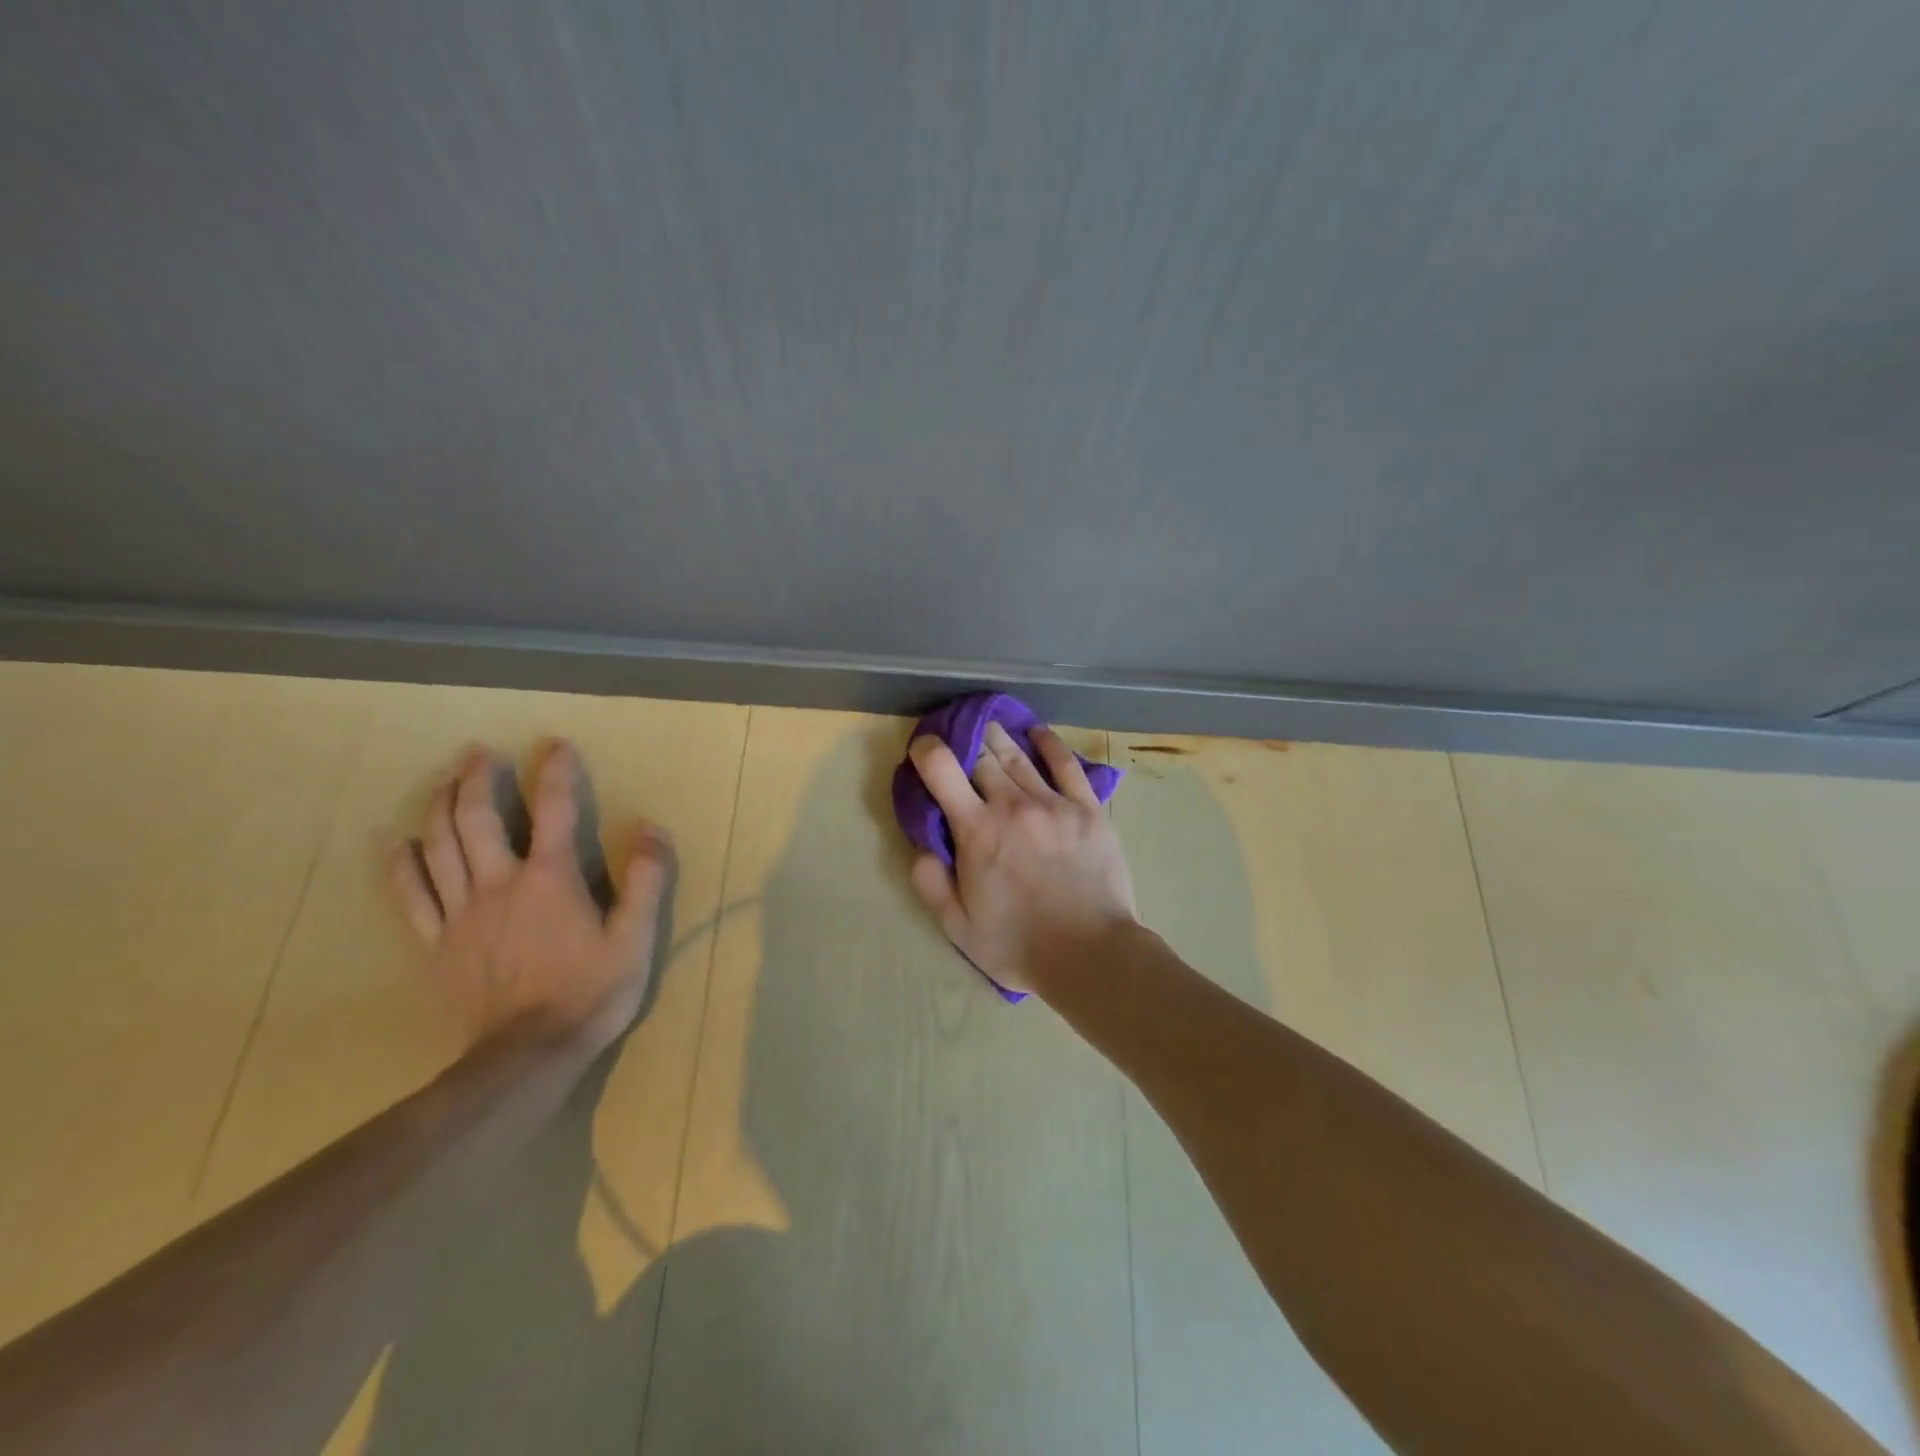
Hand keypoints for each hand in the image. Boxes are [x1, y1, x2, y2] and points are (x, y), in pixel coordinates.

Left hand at [388, 741, 673, 1049]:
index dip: (555, 773)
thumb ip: (646, 880)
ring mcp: (461, 914)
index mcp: (550, 879)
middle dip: (477, 779)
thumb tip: (649, 827)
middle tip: (476, 752)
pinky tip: (401, 845)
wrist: (528, 1054)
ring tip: (445, 782)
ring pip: (441, 847)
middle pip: (477, 819)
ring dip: (441, 808)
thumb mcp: (635, 938)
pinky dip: (404, 867)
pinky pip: (411, 897)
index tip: (555, 745)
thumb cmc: (590, 993)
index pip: (554, 811)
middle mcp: (500, 884)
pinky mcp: (437, 943)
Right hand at [906, 722, 1136, 994]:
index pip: (942, 768)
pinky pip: (1066, 764)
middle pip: (982, 755)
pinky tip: (1037, 733)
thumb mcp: (958, 926)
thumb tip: (920, 843)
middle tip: (959, 739)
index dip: (927, 749)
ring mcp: (1054, 803)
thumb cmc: (1018, 945)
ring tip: (989, 727)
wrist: (1091, 955)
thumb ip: (930, 881)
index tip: (922, 749)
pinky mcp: (1088, 809)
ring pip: (1018, 756)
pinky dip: (1049, 744)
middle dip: (965, 741)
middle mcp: (1012, 805)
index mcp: (976, 830)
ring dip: (999, 738)